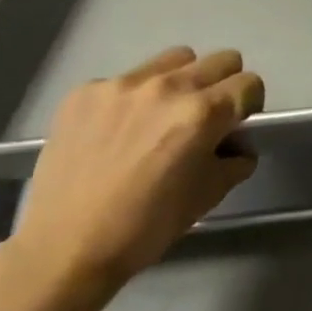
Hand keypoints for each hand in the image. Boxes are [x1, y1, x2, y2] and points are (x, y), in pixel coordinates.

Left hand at [5, 47, 262, 298]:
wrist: (62, 251)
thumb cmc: (144, 228)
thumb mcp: (206, 197)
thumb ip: (234, 161)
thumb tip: (238, 147)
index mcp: (202, 113)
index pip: (249, 83)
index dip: (249, 104)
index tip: (236, 124)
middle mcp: (168, 87)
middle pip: (221, 59)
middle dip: (223, 85)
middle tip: (204, 116)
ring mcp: (123, 85)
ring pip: (175, 59)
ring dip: (180, 80)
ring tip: (160, 114)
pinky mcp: (86, 92)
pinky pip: (125, 80)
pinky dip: (131, 98)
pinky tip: (115, 131)